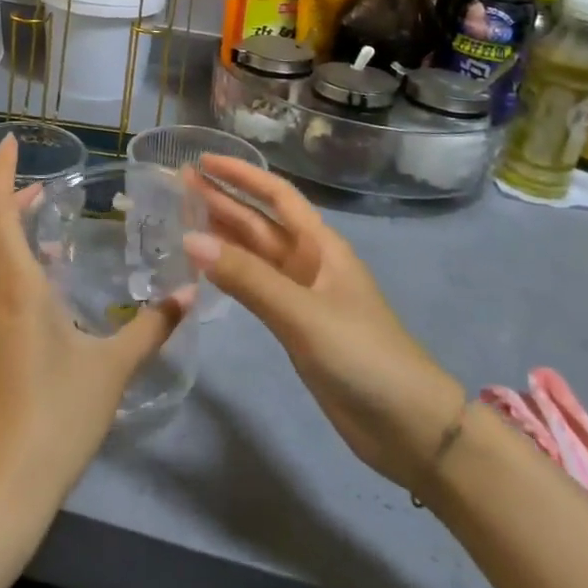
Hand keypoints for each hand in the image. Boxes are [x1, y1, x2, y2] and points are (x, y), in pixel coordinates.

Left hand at [0, 137, 193, 520]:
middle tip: (44, 187)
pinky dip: (9, 270)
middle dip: (11, 200)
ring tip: (47, 232)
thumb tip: (191, 292)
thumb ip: (153, 327)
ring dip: (9, 236)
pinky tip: (41, 292)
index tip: (9, 144)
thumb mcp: (112, 369)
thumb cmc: (56, 417)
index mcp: (15, 287)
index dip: (2, 174)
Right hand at [185, 156, 466, 493]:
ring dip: (221, 235)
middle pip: (260, 222)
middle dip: (223, 201)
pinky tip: (205, 269)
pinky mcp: (295, 326)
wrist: (408, 427)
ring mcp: (302, 295)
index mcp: (321, 246)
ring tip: (181, 218)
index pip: (276, 196)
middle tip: (179, 185)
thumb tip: (189, 240)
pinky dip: (230, 274)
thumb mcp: (303, 313)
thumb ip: (247, 278)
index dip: (241, 175)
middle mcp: (309, 262)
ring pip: (254, 255)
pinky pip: (255, 287)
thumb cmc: (363, 356)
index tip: (203, 160)